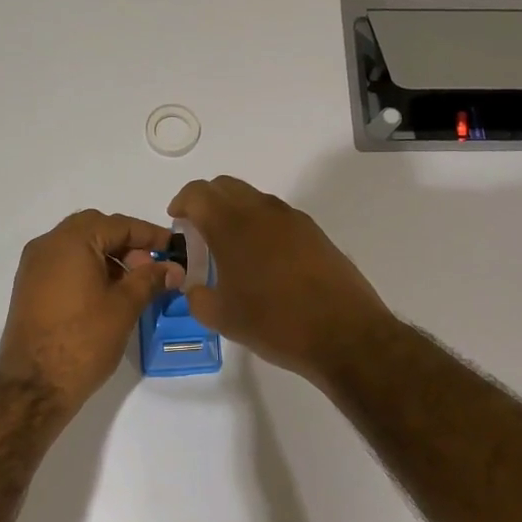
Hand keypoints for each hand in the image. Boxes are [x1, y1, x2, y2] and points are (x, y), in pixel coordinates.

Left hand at [0, 210, 180, 411]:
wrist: (34, 386)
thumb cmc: (84, 340)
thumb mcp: (124, 306)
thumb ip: (150, 279)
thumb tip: (173, 268)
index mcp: (70, 242)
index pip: (118, 224)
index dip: (150, 234)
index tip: (174, 247)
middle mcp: (47, 245)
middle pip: (95, 229)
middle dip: (127, 243)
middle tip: (151, 266)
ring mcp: (33, 267)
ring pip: (78, 246)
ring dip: (108, 256)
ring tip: (133, 284)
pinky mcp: (29, 288)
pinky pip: (64, 264)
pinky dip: (89, 269)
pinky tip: (108, 294)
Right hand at [168, 176, 395, 382]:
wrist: (344, 333)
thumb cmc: (275, 324)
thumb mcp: (222, 318)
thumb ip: (197, 297)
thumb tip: (195, 288)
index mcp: (232, 225)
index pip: (198, 193)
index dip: (182, 203)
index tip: (177, 221)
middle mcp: (262, 211)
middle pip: (226, 187)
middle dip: (207, 202)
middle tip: (199, 233)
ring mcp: (293, 219)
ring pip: (253, 199)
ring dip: (235, 213)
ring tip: (231, 250)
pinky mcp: (314, 232)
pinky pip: (277, 216)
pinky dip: (260, 225)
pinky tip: (263, 261)